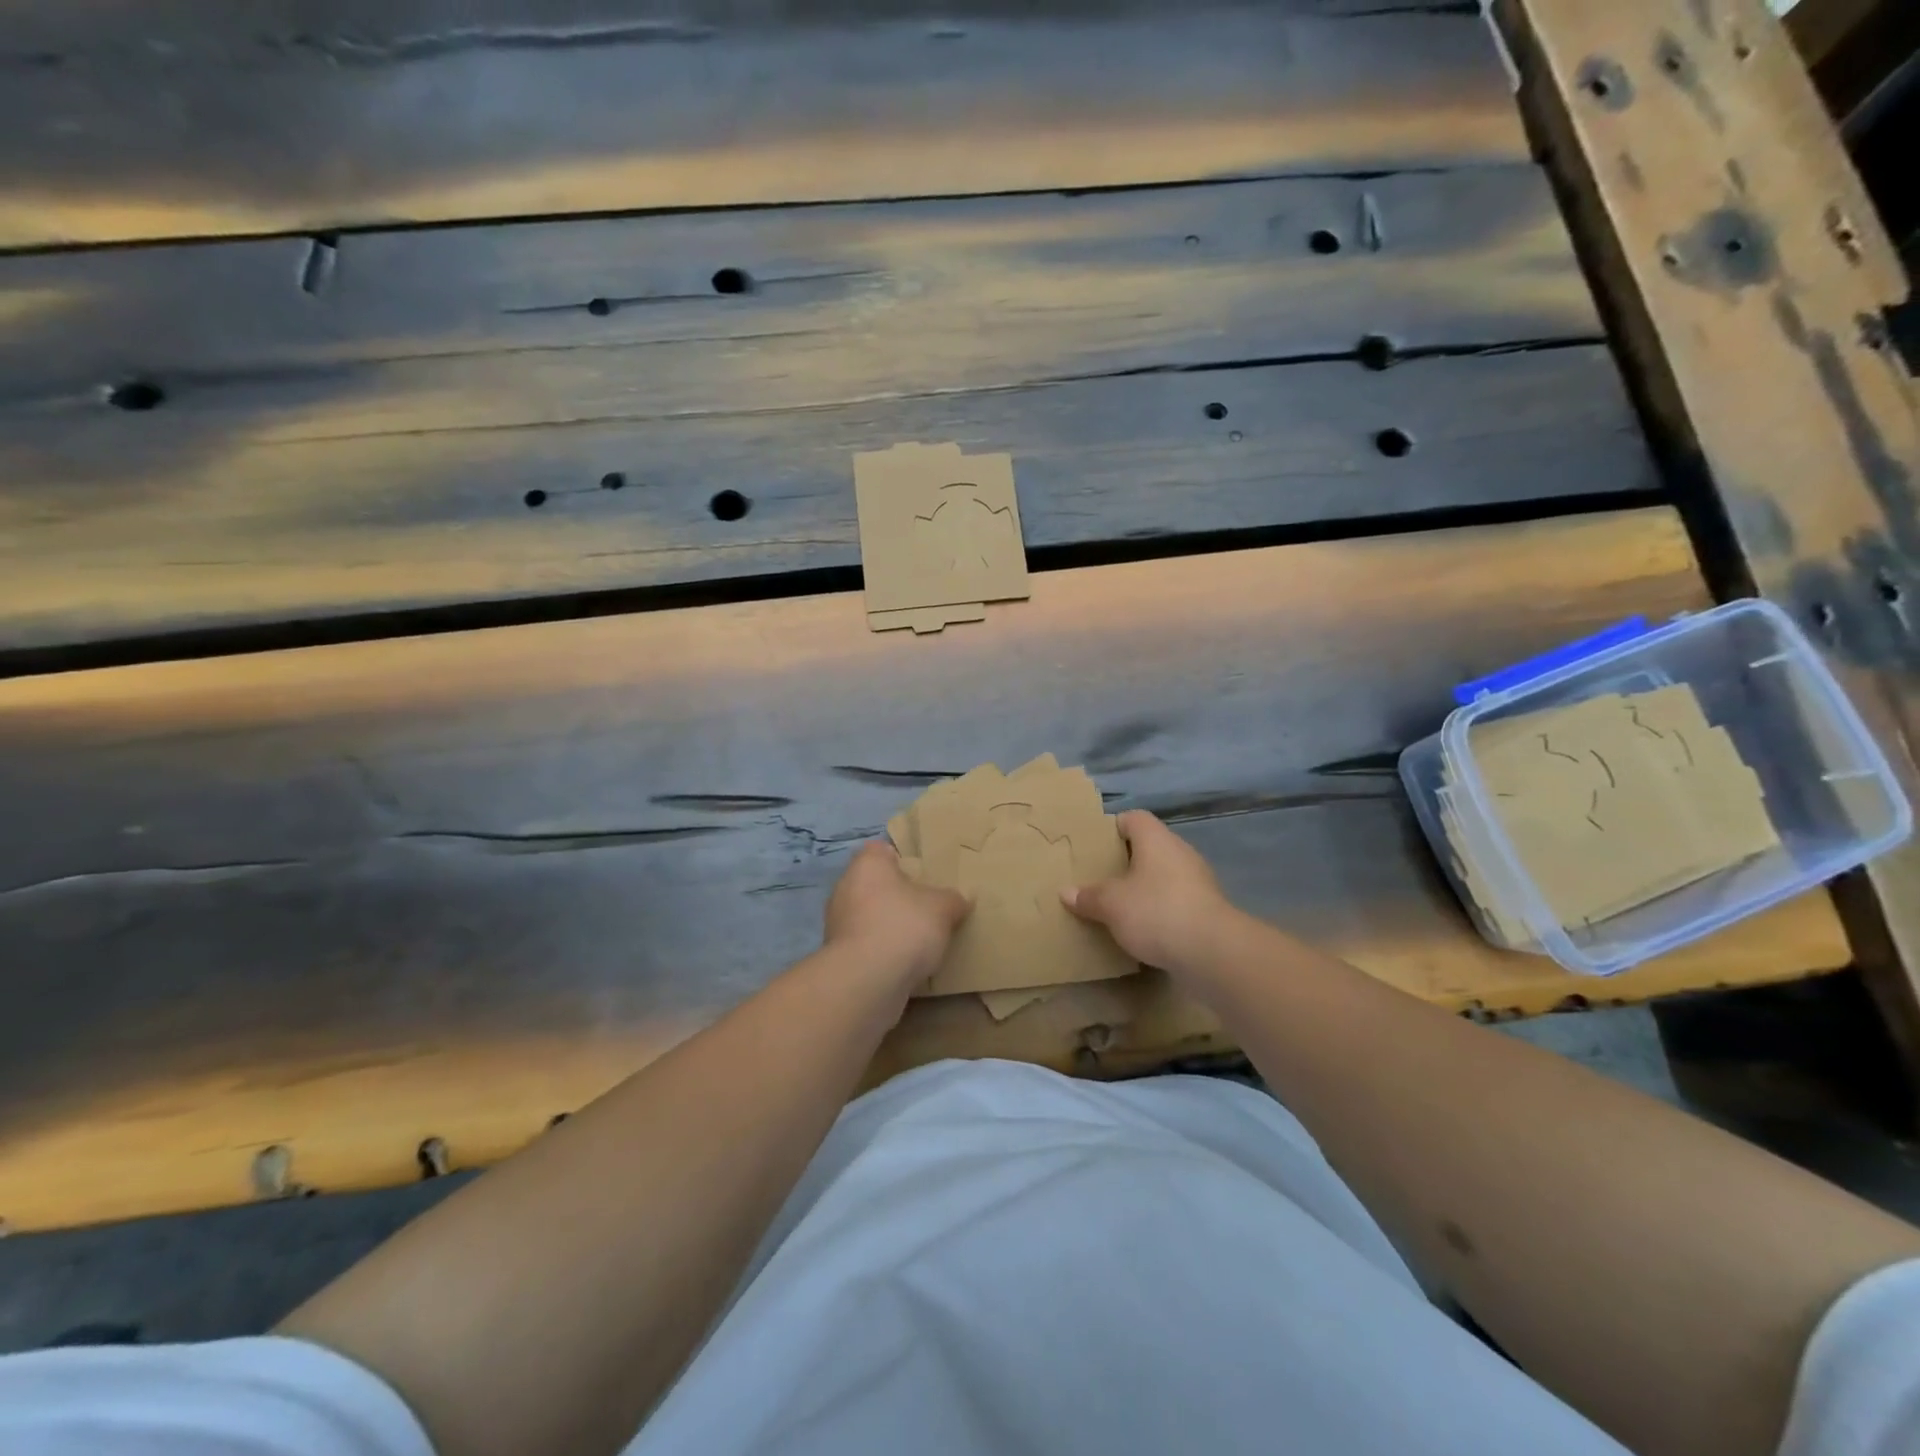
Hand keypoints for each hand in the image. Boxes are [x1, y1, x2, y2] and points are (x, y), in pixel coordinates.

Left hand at [824, 842, 969, 986]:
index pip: (881, 850)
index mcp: (867, 865)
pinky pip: (866, 944)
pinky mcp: (838, 956)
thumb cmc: (904, 926)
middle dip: (897, 895)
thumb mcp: (943, 908)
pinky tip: (903, 963)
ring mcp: (838, 923)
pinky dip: (881, 950)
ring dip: (889, 925)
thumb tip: (961, 899)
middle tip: (926, 907)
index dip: (902, 859)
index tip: (923, 875)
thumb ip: (953, 899)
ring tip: (919, 939)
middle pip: (875, 884)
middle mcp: (846, 887)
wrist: (867, 980)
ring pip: (869, 916)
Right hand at [1062, 810, 1241, 976]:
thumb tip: (1066, 892)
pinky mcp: (1207, 908)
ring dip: (1144, 887)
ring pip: (1163, 875)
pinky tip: (1144, 928)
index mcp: (1156, 839)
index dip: (1112, 828)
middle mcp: (1180, 852)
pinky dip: (1160, 909)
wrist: (1212, 951)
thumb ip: (1088, 896)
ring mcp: (1198, 880)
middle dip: (1125, 861)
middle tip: (1100, 877)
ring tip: (1118, 905)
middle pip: (1148, 847)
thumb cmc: (1156, 911)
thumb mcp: (1111, 905)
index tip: (1094, 846)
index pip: (1133, 818)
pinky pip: (1176, 900)